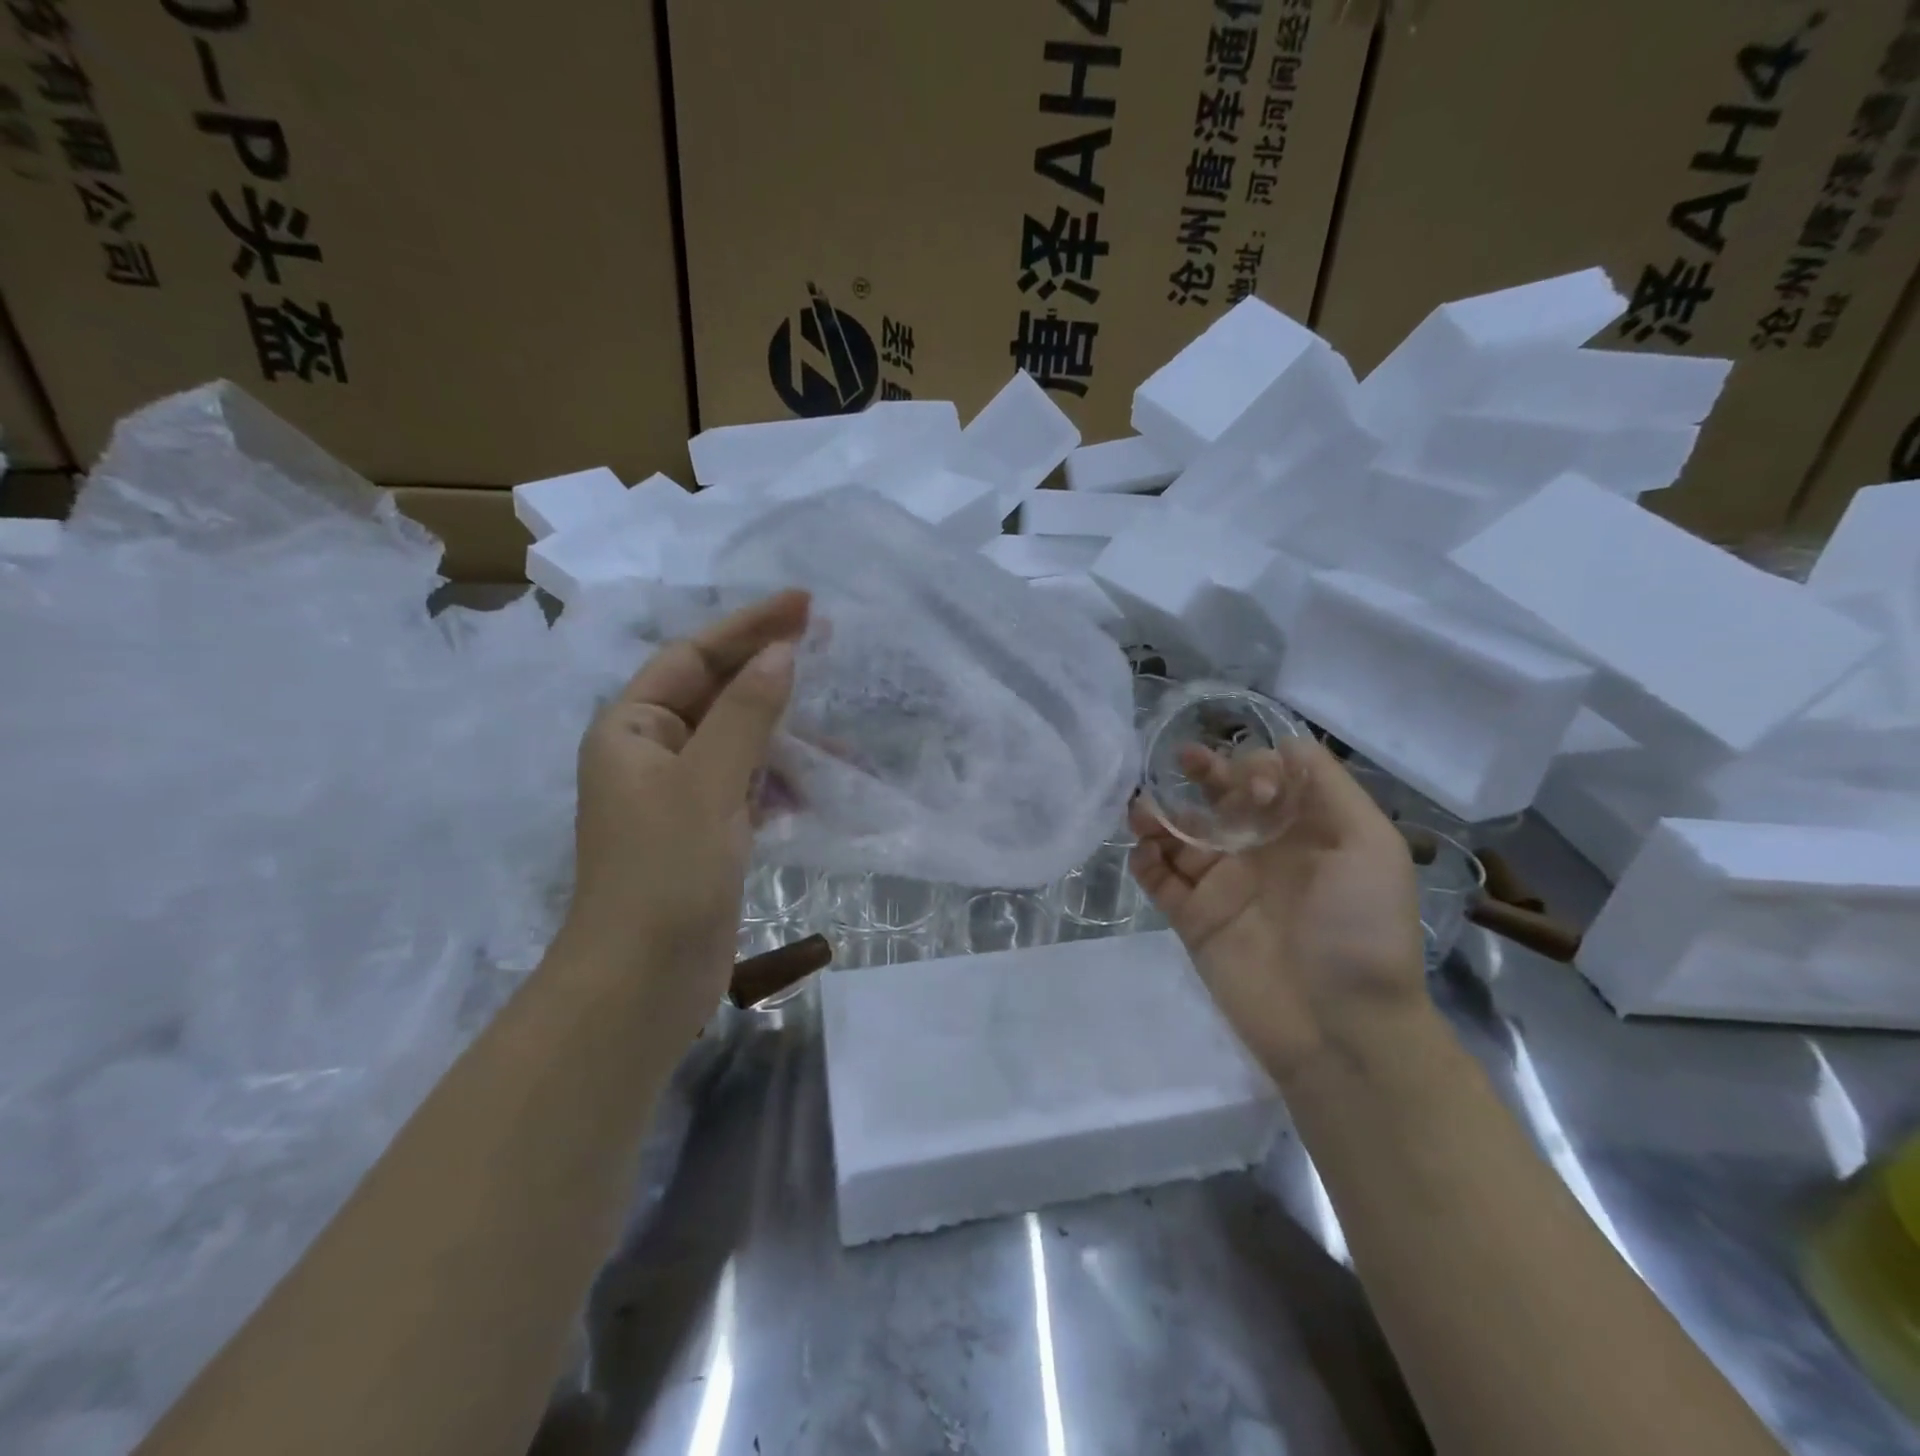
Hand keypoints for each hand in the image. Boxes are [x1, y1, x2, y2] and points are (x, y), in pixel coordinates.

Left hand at [561, 590, 809, 1038]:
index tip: (804, 604)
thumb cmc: (664, 873)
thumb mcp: (708, 783)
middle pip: (717, 693)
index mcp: (632, 728)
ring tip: (836, 742)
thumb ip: (747, 714)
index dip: (749, 627)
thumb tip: (782, 653)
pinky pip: (747, 785)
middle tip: (827, 645)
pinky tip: (810, 791)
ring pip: (738, 742)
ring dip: (783, 735)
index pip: (694, 657)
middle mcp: (651, 753)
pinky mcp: (704, 832)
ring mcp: (678, 795)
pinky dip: (778, 780)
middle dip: (770, 673)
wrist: (643, 983)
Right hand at [1129, 740, 1427, 1082]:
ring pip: (1180, 836)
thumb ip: (1329, 788)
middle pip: (1219, 799)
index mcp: (1303, 832)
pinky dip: (1144, 860)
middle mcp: (1260, 852)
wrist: (1340, 1029)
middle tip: (1182, 761)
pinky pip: (1158, 880)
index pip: (1267, 780)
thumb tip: (1284, 744)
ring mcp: (1223, 886)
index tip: (1253, 791)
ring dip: (1158, 815)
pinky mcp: (1194, 919)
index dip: (1255, 770)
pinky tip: (1144, 852)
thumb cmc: (1361, 930)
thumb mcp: (1370, 847)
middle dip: (1201, 774)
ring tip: (1142, 812)